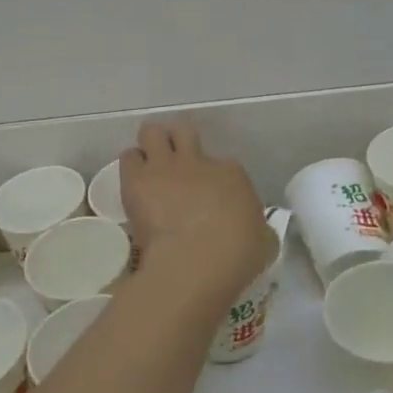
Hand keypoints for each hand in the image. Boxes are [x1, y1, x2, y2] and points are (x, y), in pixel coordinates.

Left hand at [119, 121, 270, 305]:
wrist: (196, 262)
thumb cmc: (236, 257)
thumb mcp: (264, 243)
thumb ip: (260, 231)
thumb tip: (258, 234)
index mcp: (232, 174)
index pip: (224, 165)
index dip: (215, 178)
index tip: (212, 197)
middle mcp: (199, 160)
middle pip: (184, 131)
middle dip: (179, 141)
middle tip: (176, 163)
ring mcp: (166, 166)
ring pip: (152, 132)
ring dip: (151, 146)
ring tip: (150, 166)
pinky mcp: (137, 179)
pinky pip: (129, 158)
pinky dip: (131, 167)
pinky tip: (134, 183)